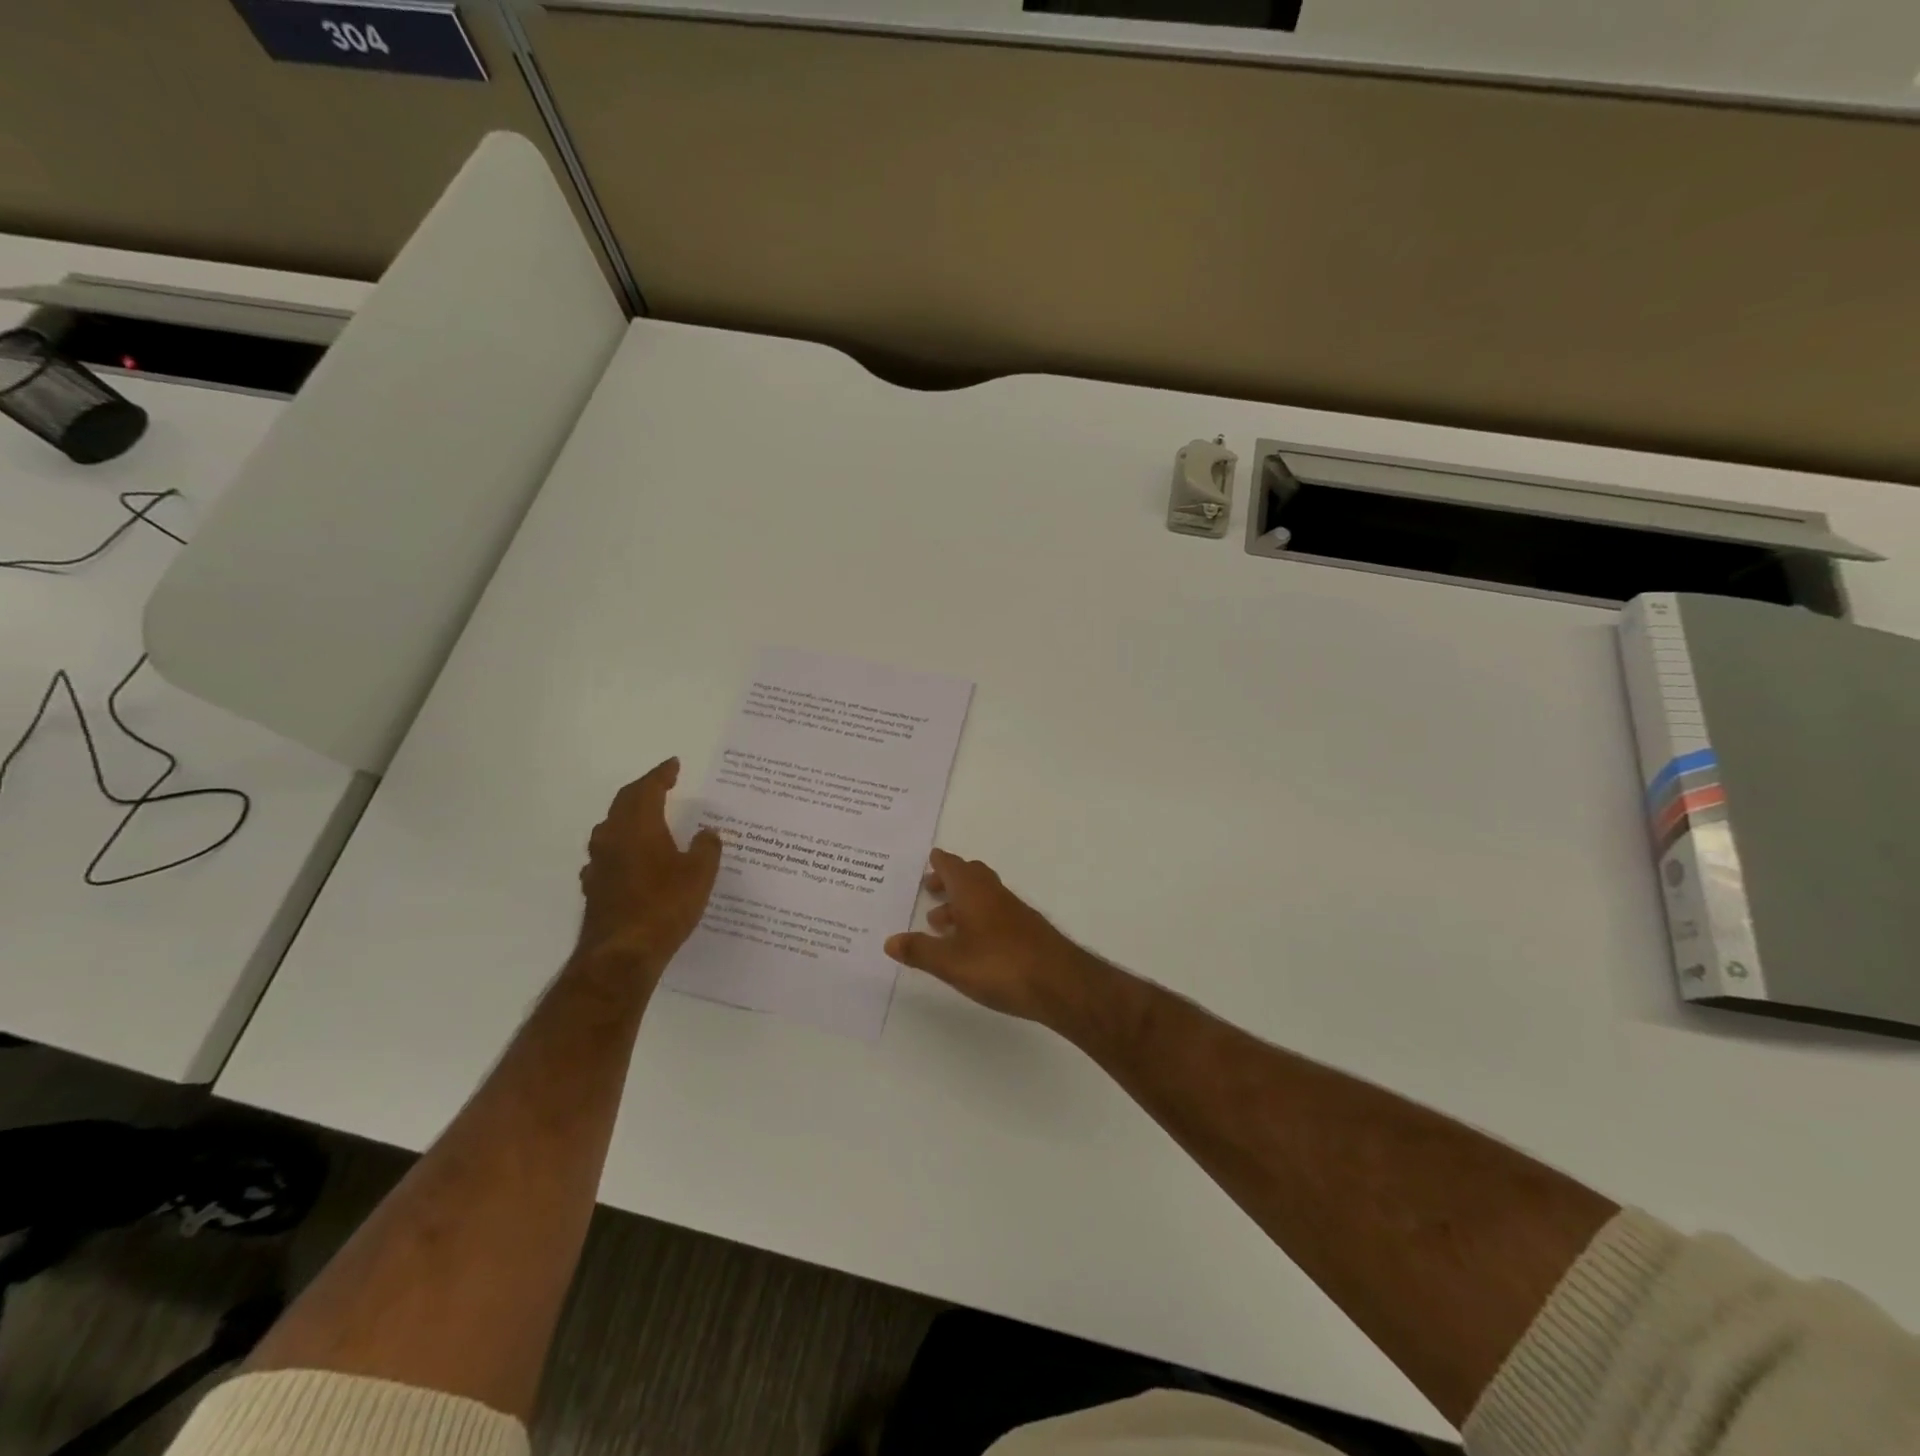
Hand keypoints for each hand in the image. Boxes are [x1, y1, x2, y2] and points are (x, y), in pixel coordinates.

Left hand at [576, 758, 721, 971]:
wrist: (621, 955)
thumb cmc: (665, 906)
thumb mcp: (700, 874)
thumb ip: (707, 848)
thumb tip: (708, 833)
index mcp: (639, 827)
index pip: (648, 789)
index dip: (661, 775)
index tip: (673, 764)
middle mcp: (613, 838)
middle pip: (624, 803)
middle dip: (643, 790)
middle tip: (662, 784)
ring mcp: (599, 864)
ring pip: (611, 828)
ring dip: (629, 817)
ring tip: (647, 817)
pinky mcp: (595, 888)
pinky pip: (608, 855)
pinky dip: (622, 846)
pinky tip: (631, 859)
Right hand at [884, 849, 1096, 1024]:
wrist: (1060, 983)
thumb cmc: (1000, 965)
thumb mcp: (951, 962)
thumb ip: (920, 950)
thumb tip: (890, 941)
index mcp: (973, 891)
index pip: (953, 865)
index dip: (940, 862)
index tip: (930, 858)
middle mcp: (994, 894)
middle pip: (970, 876)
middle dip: (949, 880)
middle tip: (930, 889)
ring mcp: (1014, 912)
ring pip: (983, 896)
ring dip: (962, 903)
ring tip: (941, 922)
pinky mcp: (1027, 931)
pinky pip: (995, 914)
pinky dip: (978, 918)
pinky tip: (971, 943)